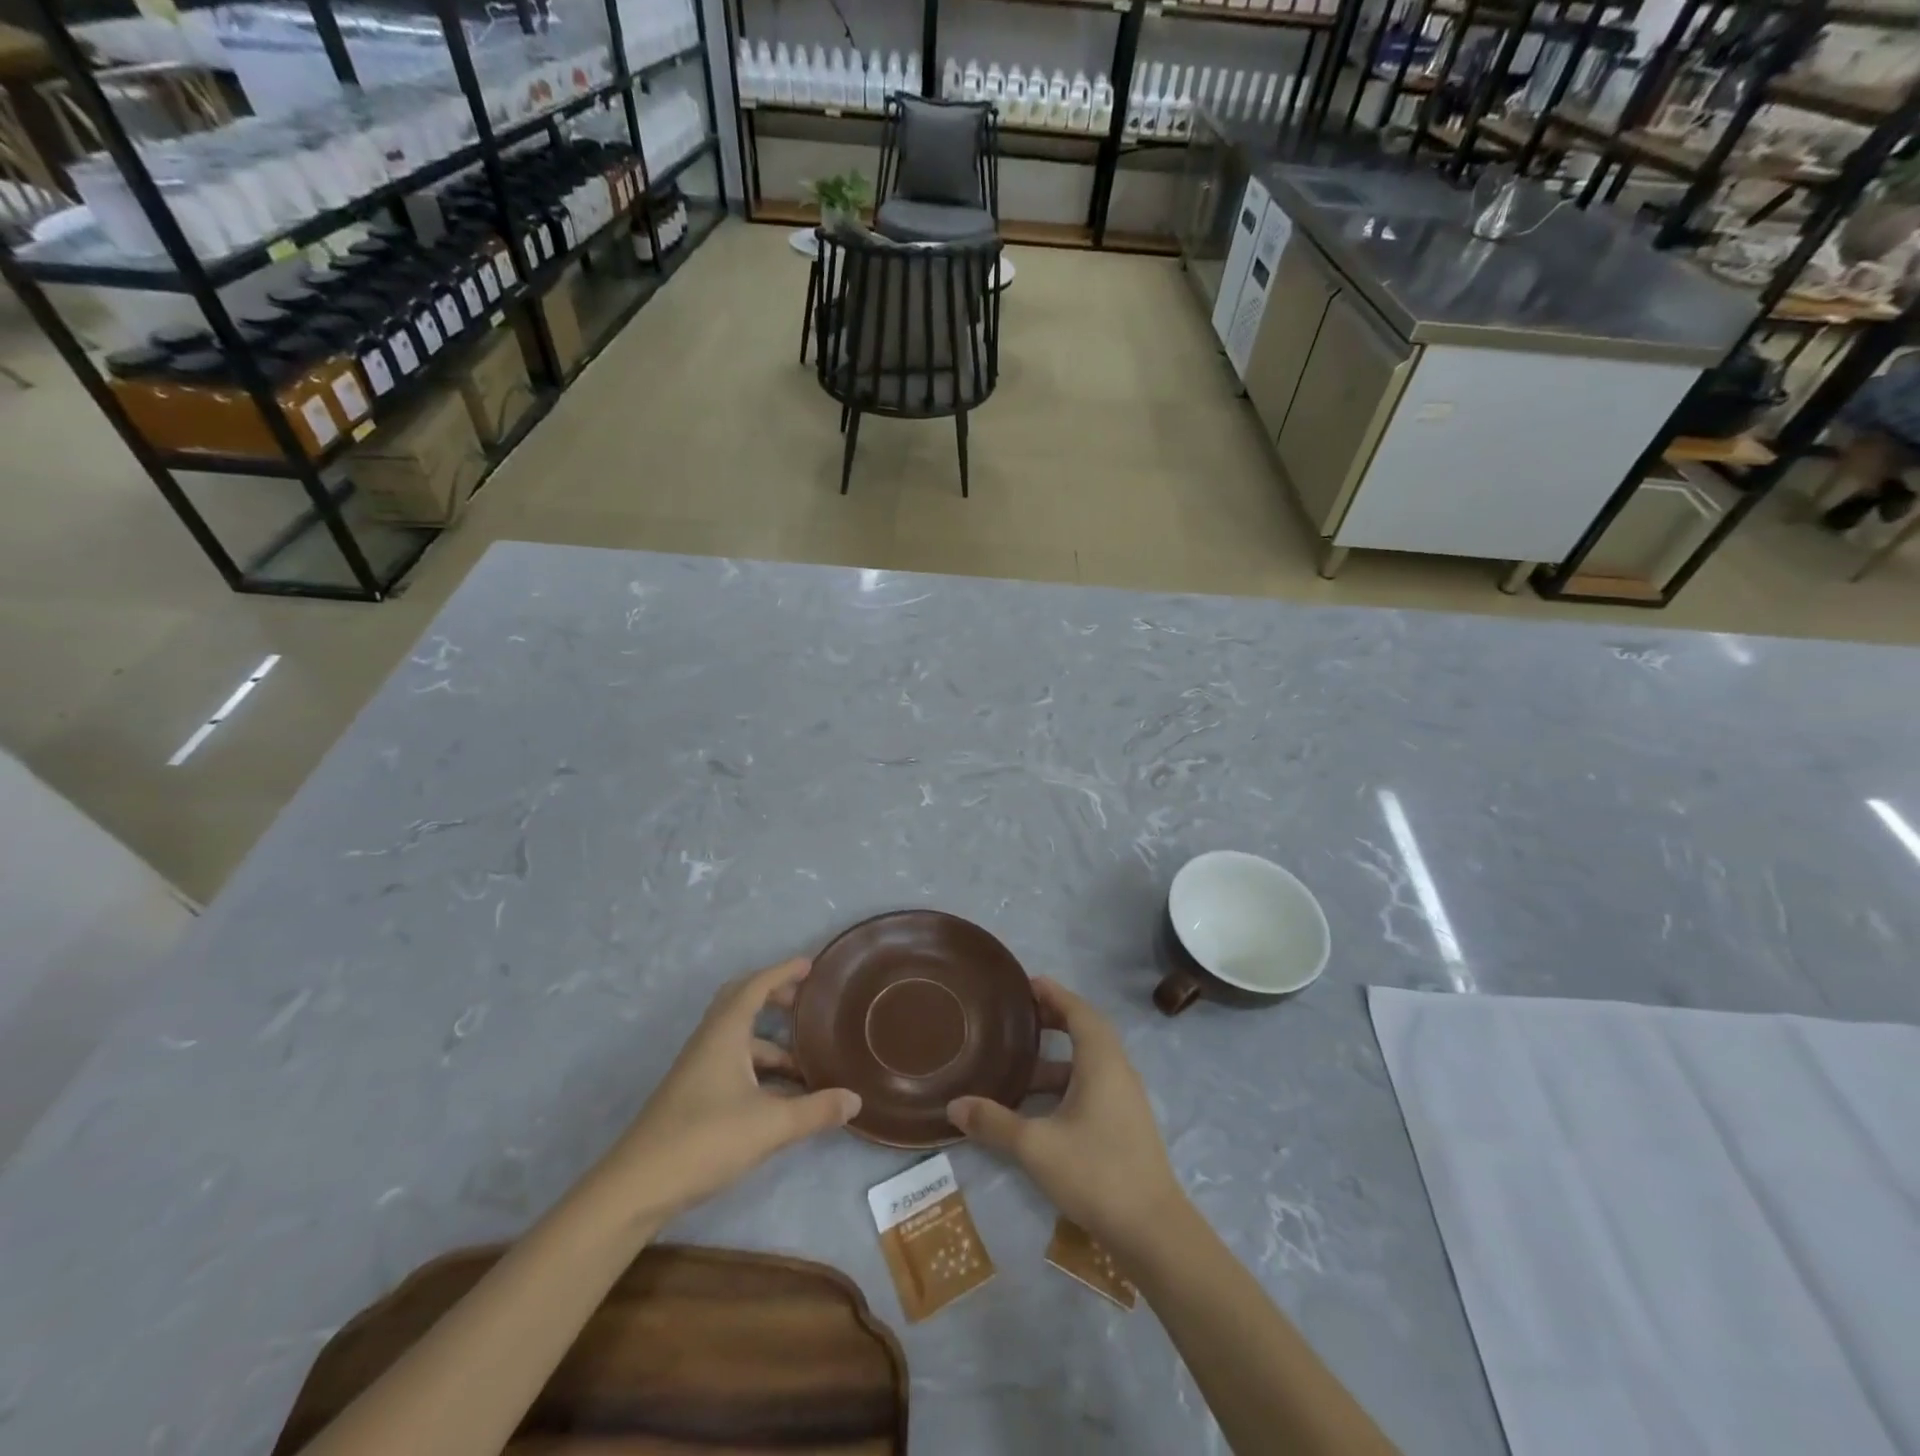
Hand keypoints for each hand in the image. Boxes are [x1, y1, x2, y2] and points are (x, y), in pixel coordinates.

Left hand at [602, 958, 858, 1223]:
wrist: (636, 1188)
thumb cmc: (704, 1140)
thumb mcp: (770, 1125)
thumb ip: (816, 1110)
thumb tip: (855, 1100)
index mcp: (725, 1033)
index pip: (755, 986)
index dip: (783, 972)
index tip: (810, 966)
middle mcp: (710, 1043)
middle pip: (741, 1003)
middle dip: (774, 998)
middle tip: (805, 1004)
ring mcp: (698, 1070)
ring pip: (739, 1040)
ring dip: (771, 1043)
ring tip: (807, 1062)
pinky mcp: (694, 1096)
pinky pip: (734, 1064)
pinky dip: (760, 1068)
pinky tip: (782, 1097)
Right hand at [948, 978, 1184, 1259]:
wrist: (1153, 1230)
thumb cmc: (1095, 1172)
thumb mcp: (1036, 1146)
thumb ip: (994, 1123)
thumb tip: (954, 1105)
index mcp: (1101, 1061)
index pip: (1078, 1011)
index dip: (1053, 994)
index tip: (1026, 984)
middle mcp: (1117, 1070)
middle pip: (1087, 1030)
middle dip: (1055, 1019)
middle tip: (1020, 1016)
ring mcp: (1125, 1098)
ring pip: (1090, 1061)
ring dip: (1058, 1056)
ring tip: (1020, 1064)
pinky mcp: (1126, 1123)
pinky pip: (1094, 1083)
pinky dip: (1068, 1080)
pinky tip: (1041, 1106)